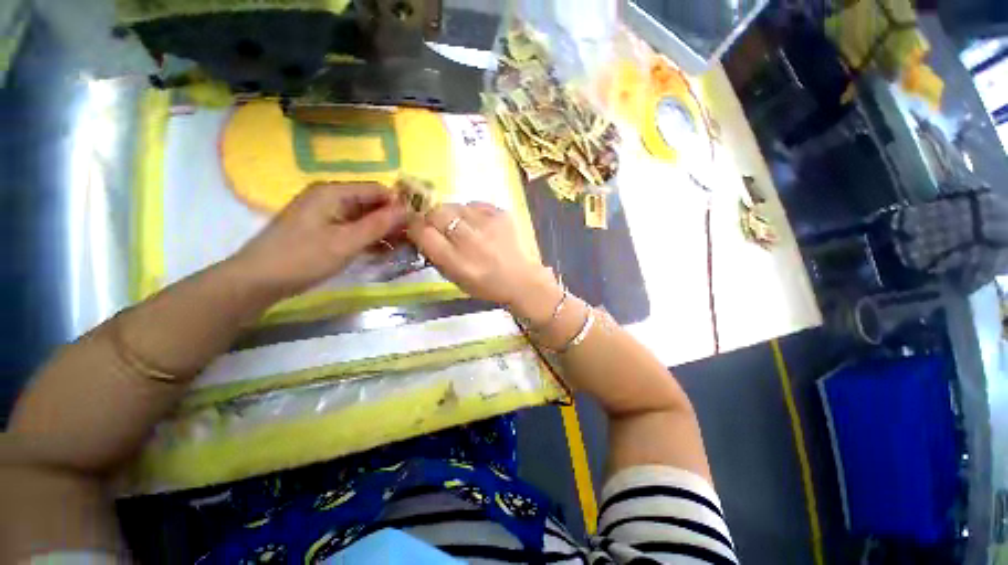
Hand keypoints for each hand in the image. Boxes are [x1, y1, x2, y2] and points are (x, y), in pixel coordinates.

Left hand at [232, 182, 405, 298]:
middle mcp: (331, 198)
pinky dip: (370, 239)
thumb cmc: (303, 258)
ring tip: (404, 248)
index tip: (418, 223)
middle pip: (372, 203)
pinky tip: (384, 252)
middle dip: (393, 220)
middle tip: (413, 239)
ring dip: (384, 231)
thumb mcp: (346, 242)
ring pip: (365, 218)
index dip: (400, 204)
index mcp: (333, 192)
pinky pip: (354, 229)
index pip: (378, 190)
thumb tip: (408, 209)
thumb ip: (379, 224)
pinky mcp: (324, 230)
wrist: (258, 281)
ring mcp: (326, 215)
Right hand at [407, 202, 561, 323]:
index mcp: (456, 261)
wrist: (522, 280)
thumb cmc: (487, 285)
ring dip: (452, 214)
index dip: (415, 227)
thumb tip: (421, 233)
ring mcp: (487, 224)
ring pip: (455, 205)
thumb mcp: (455, 279)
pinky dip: (471, 212)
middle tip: (438, 225)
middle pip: (436, 213)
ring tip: (462, 226)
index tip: (417, 229)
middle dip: (431, 217)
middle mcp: (469, 240)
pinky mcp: (501, 214)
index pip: (422, 232)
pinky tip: (479, 224)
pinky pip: (475, 204)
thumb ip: (436, 256)